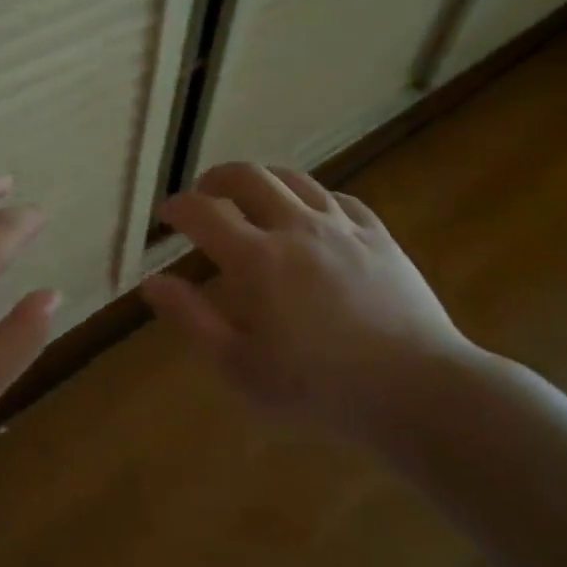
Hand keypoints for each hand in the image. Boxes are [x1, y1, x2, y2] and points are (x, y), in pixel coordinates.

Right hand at [138, 162, 474, 433]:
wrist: (414, 389)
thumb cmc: (317, 387)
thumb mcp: (239, 366)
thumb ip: (192, 319)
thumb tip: (152, 283)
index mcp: (256, 259)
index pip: (204, 213)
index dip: (178, 207)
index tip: (167, 214)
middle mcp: (296, 228)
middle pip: (248, 178)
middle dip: (216, 178)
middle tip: (204, 194)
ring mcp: (342, 227)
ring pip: (294, 179)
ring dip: (263, 180)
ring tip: (251, 195)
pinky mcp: (378, 236)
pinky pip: (340, 198)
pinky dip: (312, 197)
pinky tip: (312, 213)